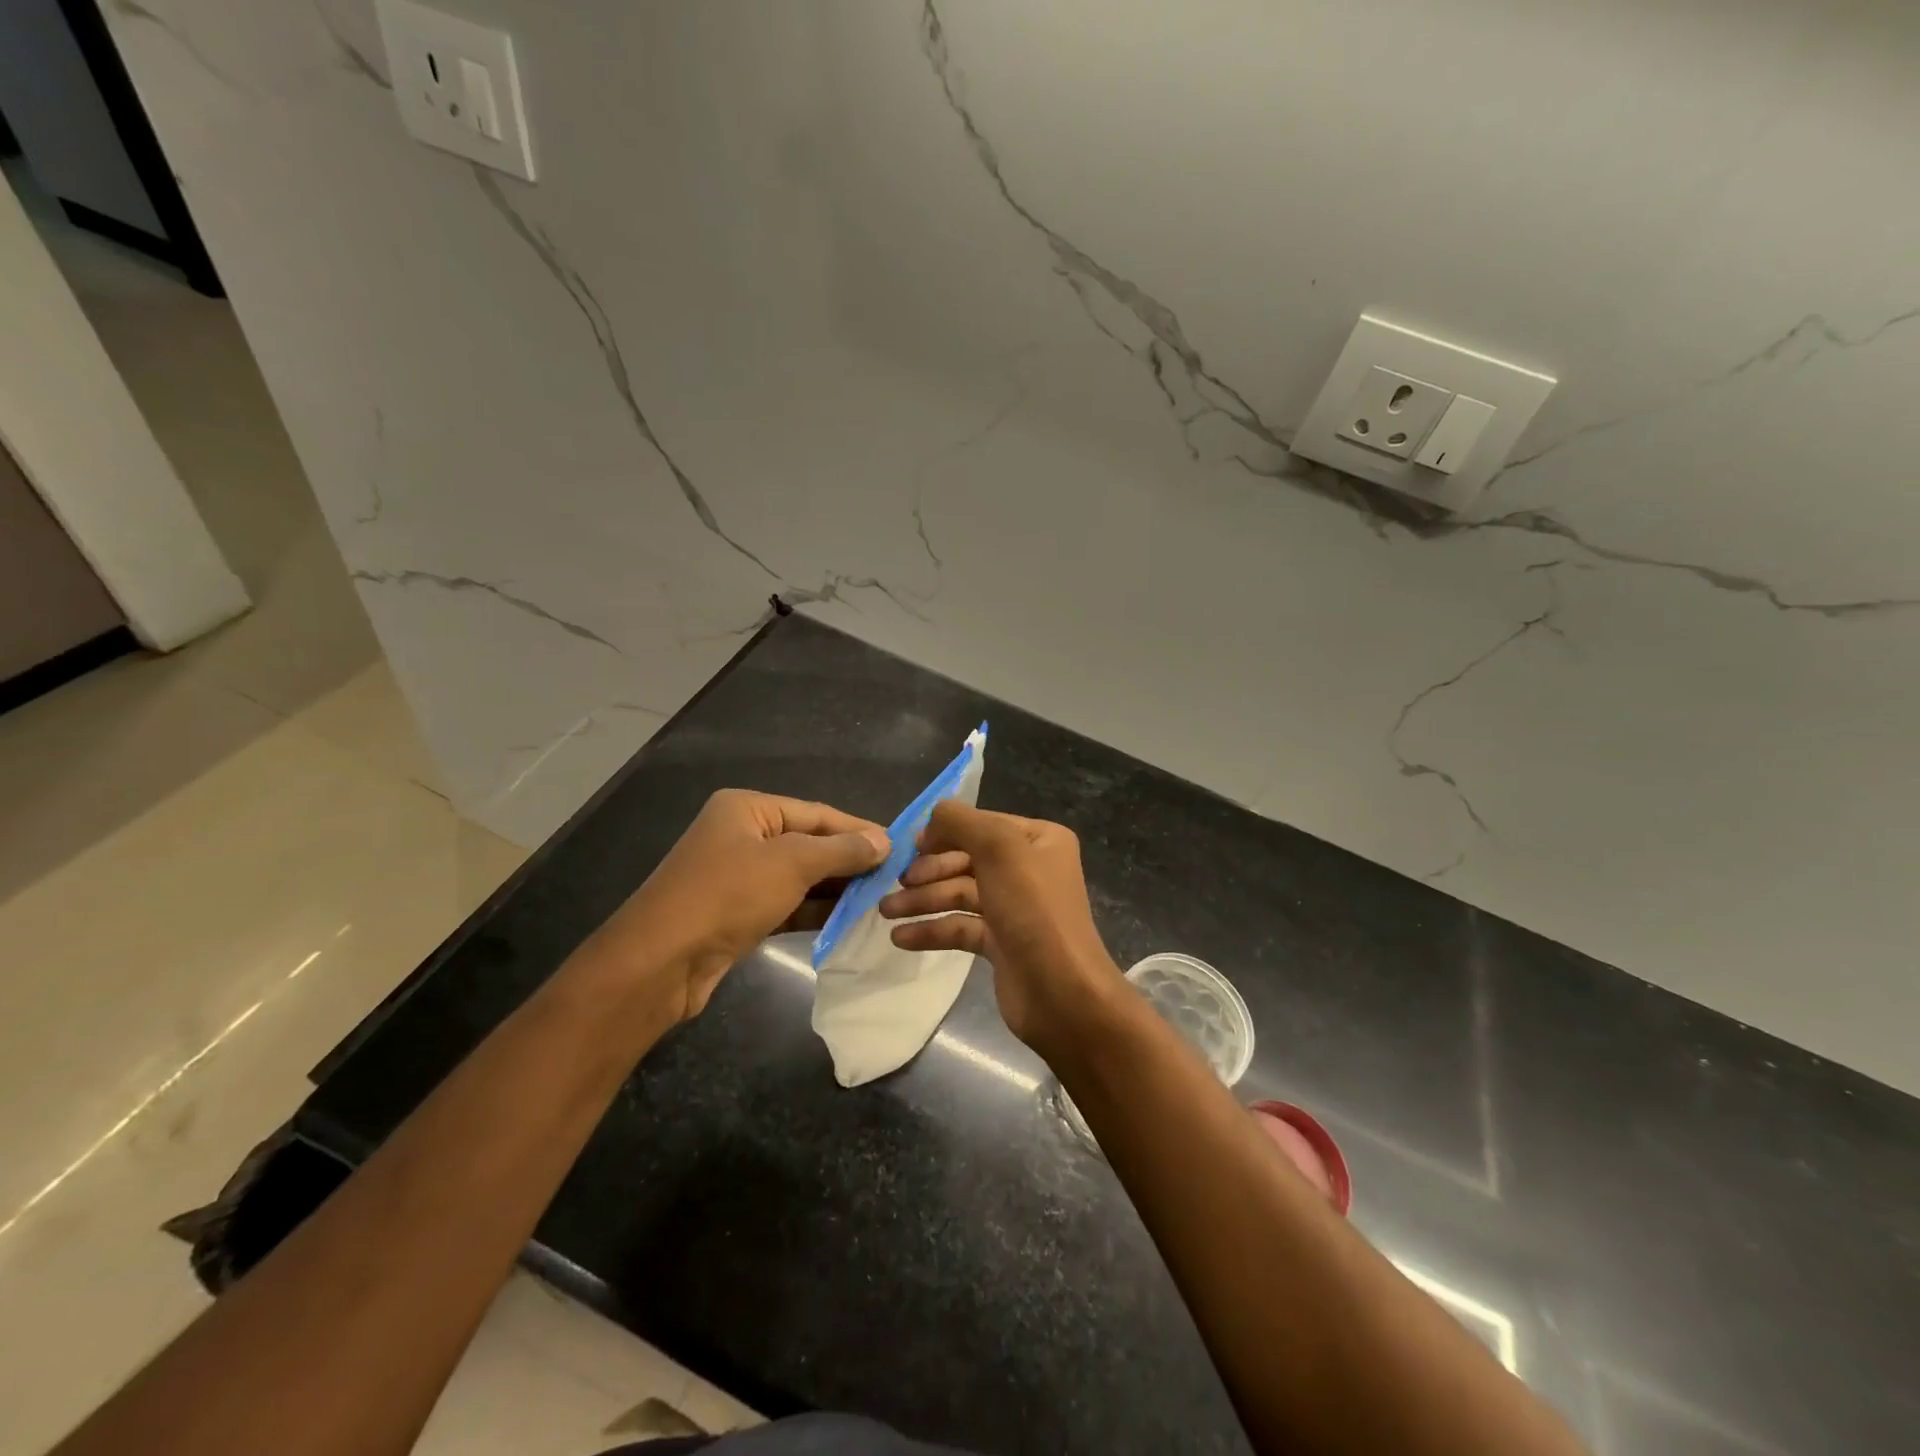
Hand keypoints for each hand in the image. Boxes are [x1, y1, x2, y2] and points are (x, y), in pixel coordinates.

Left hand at [585, 789, 887, 1022]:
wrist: (660, 962)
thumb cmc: (727, 895)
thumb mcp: (791, 863)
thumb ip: (841, 850)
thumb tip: (883, 842)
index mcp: (748, 809)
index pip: (816, 813)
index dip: (858, 830)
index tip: (899, 846)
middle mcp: (741, 836)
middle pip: (808, 843)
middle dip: (849, 861)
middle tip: (894, 876)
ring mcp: (737, 877)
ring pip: (799, 877)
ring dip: (835, 888)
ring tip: (879, 899)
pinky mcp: (737, 914)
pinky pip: (786, 904)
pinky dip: (814, 911)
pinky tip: (847, 921)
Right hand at [879, 802, 1121, 1054]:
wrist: (1062, 994)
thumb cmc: (1033, 911)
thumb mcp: (999, 849)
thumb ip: (961, 822)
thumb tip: (933, 817)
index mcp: (1039, 840)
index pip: (982, 825)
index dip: (944, 832)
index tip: (908, 846)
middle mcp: (1029, 869)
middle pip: (967, 859)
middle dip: (928, 871)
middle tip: (895, 884)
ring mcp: (1015, 907)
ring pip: (960, 894)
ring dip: (923, 900)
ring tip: (886, 912)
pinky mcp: (1001, 943)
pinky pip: (960, 927)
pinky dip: (932, 929)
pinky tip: (900, 937)